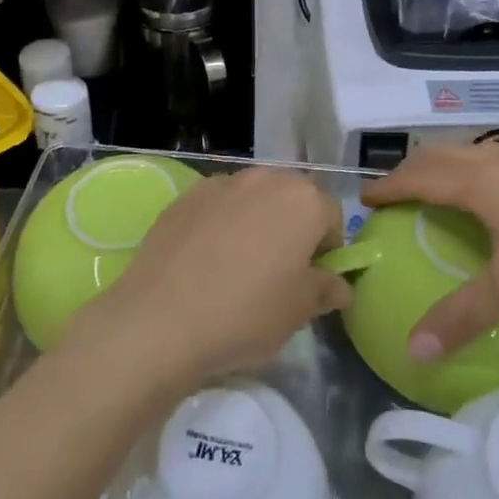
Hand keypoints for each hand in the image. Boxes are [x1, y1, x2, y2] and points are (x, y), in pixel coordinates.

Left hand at [61, 167, 351, 393]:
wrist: (160, 319)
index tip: (312, 279)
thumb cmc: (245, 314)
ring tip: (238, 265)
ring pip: (253, 198)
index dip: (327, 248)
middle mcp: (265, 179)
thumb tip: (338, 284)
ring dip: (256, 221)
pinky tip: (205, 260)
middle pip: (292, 198)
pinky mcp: (186, 195)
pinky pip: (217, 205)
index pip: (331, 215)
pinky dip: (220, 223)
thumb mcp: (299, 311)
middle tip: (278, 270)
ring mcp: (222, 183)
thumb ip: (326, 289)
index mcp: (303, 201)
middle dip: (293, 227)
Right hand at [363, 145, 498, 360]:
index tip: (363, 202)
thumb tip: (413, 350)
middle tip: (392, 196)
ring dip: (441, 168)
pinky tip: (488, 203)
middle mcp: (496, 162)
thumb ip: (461, 318)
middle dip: (410, 171)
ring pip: (469, 155)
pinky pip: (493, 163)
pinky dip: (470, 174)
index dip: (387, 187)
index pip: (417, 176)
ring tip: (432, 194)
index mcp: (477, 182)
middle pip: (439, 156)